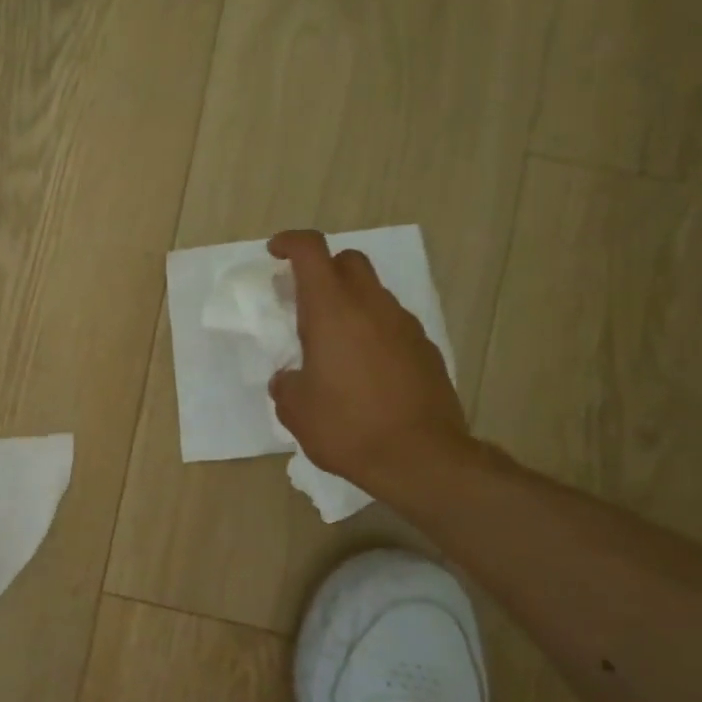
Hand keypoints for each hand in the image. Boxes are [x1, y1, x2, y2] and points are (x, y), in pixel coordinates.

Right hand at [267, 230, 471, 493]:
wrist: (421, 458)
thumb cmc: (347, 427)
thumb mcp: (295, 409)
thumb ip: (287, 383)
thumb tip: (291, 378)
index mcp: (332, 311)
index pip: (311, 251)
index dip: (290, 243)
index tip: (275, 253)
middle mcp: (372, 307)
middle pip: (349, 261)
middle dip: (324, 269)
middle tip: (304, 300)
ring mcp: (405, 326)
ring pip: (374, 294)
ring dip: (350, 303)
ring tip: (333, 344)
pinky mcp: (426, 349)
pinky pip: (392, 325)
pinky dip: (373, 331)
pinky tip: (364, 369)